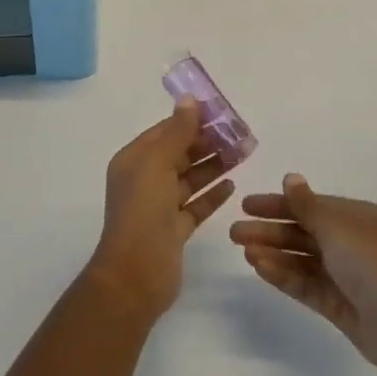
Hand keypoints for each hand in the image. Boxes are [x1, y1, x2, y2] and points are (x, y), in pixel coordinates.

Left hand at [86, 98, 235, 320]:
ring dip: (214, 165)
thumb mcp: (157, 164)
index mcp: (134, 160)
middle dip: (207, 142)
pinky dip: (212, 194)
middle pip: (179, 153)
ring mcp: (159, 206)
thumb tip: (189, 100)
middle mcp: (144, 180)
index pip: (164, 131)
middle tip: (239, 133)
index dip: (190, 120)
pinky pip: (196, 205)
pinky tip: (232, 185)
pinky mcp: (174, 230)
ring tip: (242, 153)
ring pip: (190, 178)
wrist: (136, 275)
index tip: (221, 112)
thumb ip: (176, 132)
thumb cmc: (143, 211)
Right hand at [231, 174, 376, 375]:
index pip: (311, 206)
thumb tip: (290, 177)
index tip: (246, 205)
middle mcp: (352, 243)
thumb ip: (307, 205)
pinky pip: (306, 283)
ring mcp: (346, 276)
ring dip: (273, 252)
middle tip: (234, 232)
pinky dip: (283, 274)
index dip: (278, 204)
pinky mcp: (339, 304)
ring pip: (302, 259)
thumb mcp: (337, 227)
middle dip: (270, 230)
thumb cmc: (374, 265)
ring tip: (243, 250)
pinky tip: (259, 267)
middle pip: (303, 232)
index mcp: (358, 218)